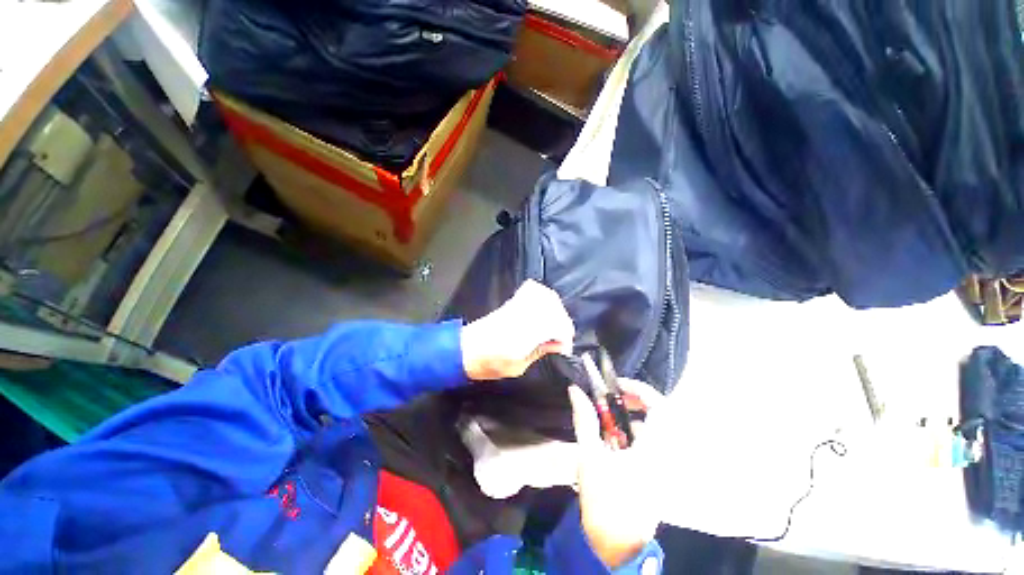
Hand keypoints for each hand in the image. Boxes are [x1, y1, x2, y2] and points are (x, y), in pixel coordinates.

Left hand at [460, 280, 574, 380]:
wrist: (466, 349)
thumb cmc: (490, 363)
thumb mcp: (518, 367)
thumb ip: (539, 352)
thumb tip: (556, 344)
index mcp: (525, 333)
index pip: (556, 325)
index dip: (565, 337)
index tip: (563, 349)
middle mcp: (524, 315)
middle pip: (555, 308)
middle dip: (563, 323)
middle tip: (560, 338)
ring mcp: (517, 306)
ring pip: (546, 296)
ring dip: (556, 309)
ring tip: (555, 323)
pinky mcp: (512, 303)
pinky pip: (532, 290)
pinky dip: (543, 295)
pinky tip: (544, 308)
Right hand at [569, 378, 667, 568]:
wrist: (618, 546)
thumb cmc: (605, 499)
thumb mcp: (590, 455)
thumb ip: (585, 419)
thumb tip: (575, 391)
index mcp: (654, 447)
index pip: (658, 405)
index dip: (639, 388)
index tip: (616, 385)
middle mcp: (665, 453)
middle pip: (658, 413)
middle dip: (635, 401)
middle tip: (613, 399)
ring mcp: (664, 465)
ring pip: (654, 428)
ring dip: (632, 418)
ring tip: (608, 421)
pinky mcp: (658, 473)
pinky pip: (650, 443)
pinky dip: (634, 434)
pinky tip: (614, 442)